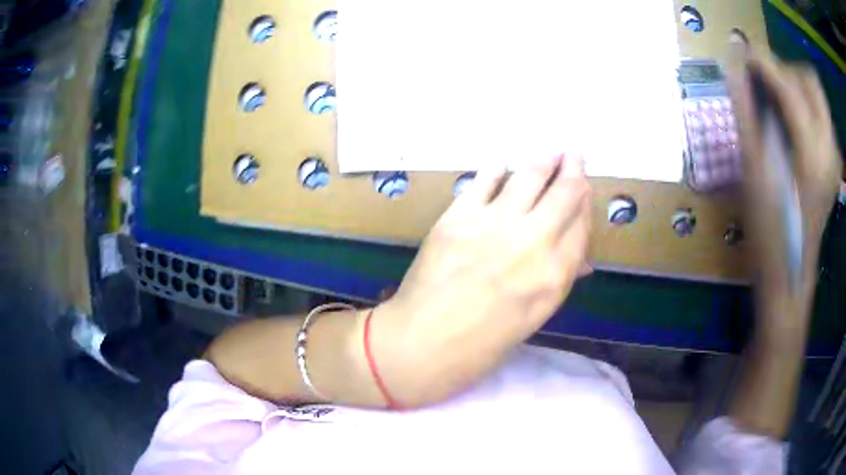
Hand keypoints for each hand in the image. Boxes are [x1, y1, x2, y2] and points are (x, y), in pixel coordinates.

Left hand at [370, 154, 591, 406]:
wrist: (421, 345)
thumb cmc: (481, 346)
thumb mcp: (532, 319)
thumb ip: (557, 280)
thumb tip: (577, 257)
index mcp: (555, 275)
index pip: (581, 224)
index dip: (585, 202)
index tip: (584, 187)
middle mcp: (533, 243)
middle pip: (564, 193)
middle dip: (573, 169)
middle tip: (575, 154)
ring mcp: (494, 224)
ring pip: (529, 177)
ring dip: (543, 161)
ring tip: (551, 152)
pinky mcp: (458, 216)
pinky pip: (485, 181)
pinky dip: (498, 170)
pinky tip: (504, 164)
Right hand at [728, 46, 840, 307]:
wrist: (791, 271)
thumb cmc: (769, 229)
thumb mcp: (753, 170)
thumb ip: (745, 109)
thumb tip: (734, 62)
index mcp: (811, 155)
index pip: (789, 86)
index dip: (764, 61)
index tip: (743, 52)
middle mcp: (829, 149)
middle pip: (811, 80)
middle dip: (788, 72)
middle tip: (769, 87)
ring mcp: (835, 155)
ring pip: (818, 94)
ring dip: (798, 87)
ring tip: (781, 104)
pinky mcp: (835, 160)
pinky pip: (822, 113)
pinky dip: (807, 105)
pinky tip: (795, 124)